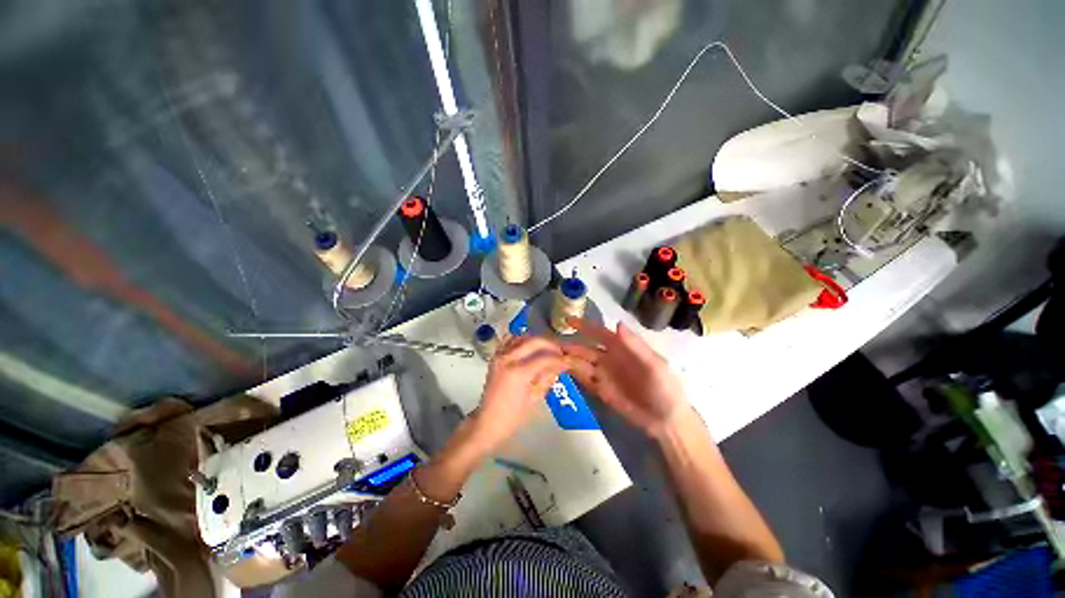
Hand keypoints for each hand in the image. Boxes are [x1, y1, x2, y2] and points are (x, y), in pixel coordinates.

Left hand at [467, 336, 567, 453]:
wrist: (488, 422)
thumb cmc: (513, 416)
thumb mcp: (534, 398)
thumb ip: (547, 378)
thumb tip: (560, 365)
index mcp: (519, 373)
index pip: (545, 358)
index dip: (559, 358)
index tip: (568, 360)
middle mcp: (508, 359)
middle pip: (534, 341)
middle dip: (550, 344)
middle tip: (559, 352)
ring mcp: (500, 356)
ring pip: (521, 337)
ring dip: (535, 340)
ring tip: (546, 349)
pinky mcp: (495, 357)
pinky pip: (509, 341)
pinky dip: (521, 340)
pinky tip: (529, 348)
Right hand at [562, 318, 688, 437]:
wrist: (666, 420)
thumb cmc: (664, 387)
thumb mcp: (653, 364)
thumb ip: (634, 345)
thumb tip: (617, 323)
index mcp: (622, 348)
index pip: (599, 333)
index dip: (585, 326)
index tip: (568, 321)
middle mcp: (609, 359)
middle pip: (585, 349)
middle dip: (570, 346)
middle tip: (551, 346)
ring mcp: (603, 375)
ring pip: (581, 364)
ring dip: (568, 360)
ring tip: (552, 358)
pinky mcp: (600, 391)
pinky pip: (584, 380)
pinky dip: (573, 375)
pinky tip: (561, 372)